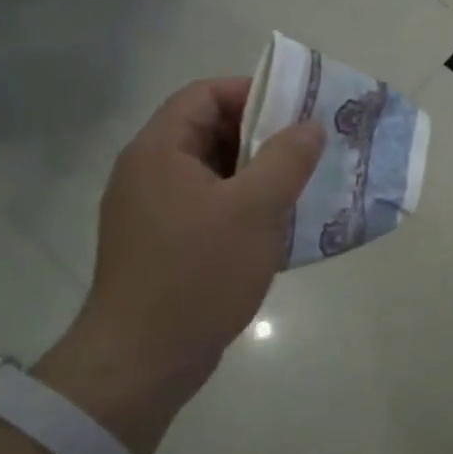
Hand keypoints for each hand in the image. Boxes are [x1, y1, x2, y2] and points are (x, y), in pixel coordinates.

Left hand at [36, 79, 323, 453]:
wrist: (142, 360)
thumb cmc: (199, 274)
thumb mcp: (255, 209)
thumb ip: (287, 159)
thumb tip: (310, 126)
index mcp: (159, 151)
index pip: (204, 95)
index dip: (252, 92)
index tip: (297, 111)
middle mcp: (149, 173)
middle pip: (208, 130)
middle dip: (261, 134)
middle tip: (308, 148)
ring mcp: (152, 211)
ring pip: (212, 172)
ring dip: (257, 173)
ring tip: (301, 185)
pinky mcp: (162, 244)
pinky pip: (209, 206)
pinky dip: (243, 205)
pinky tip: (277, 225)